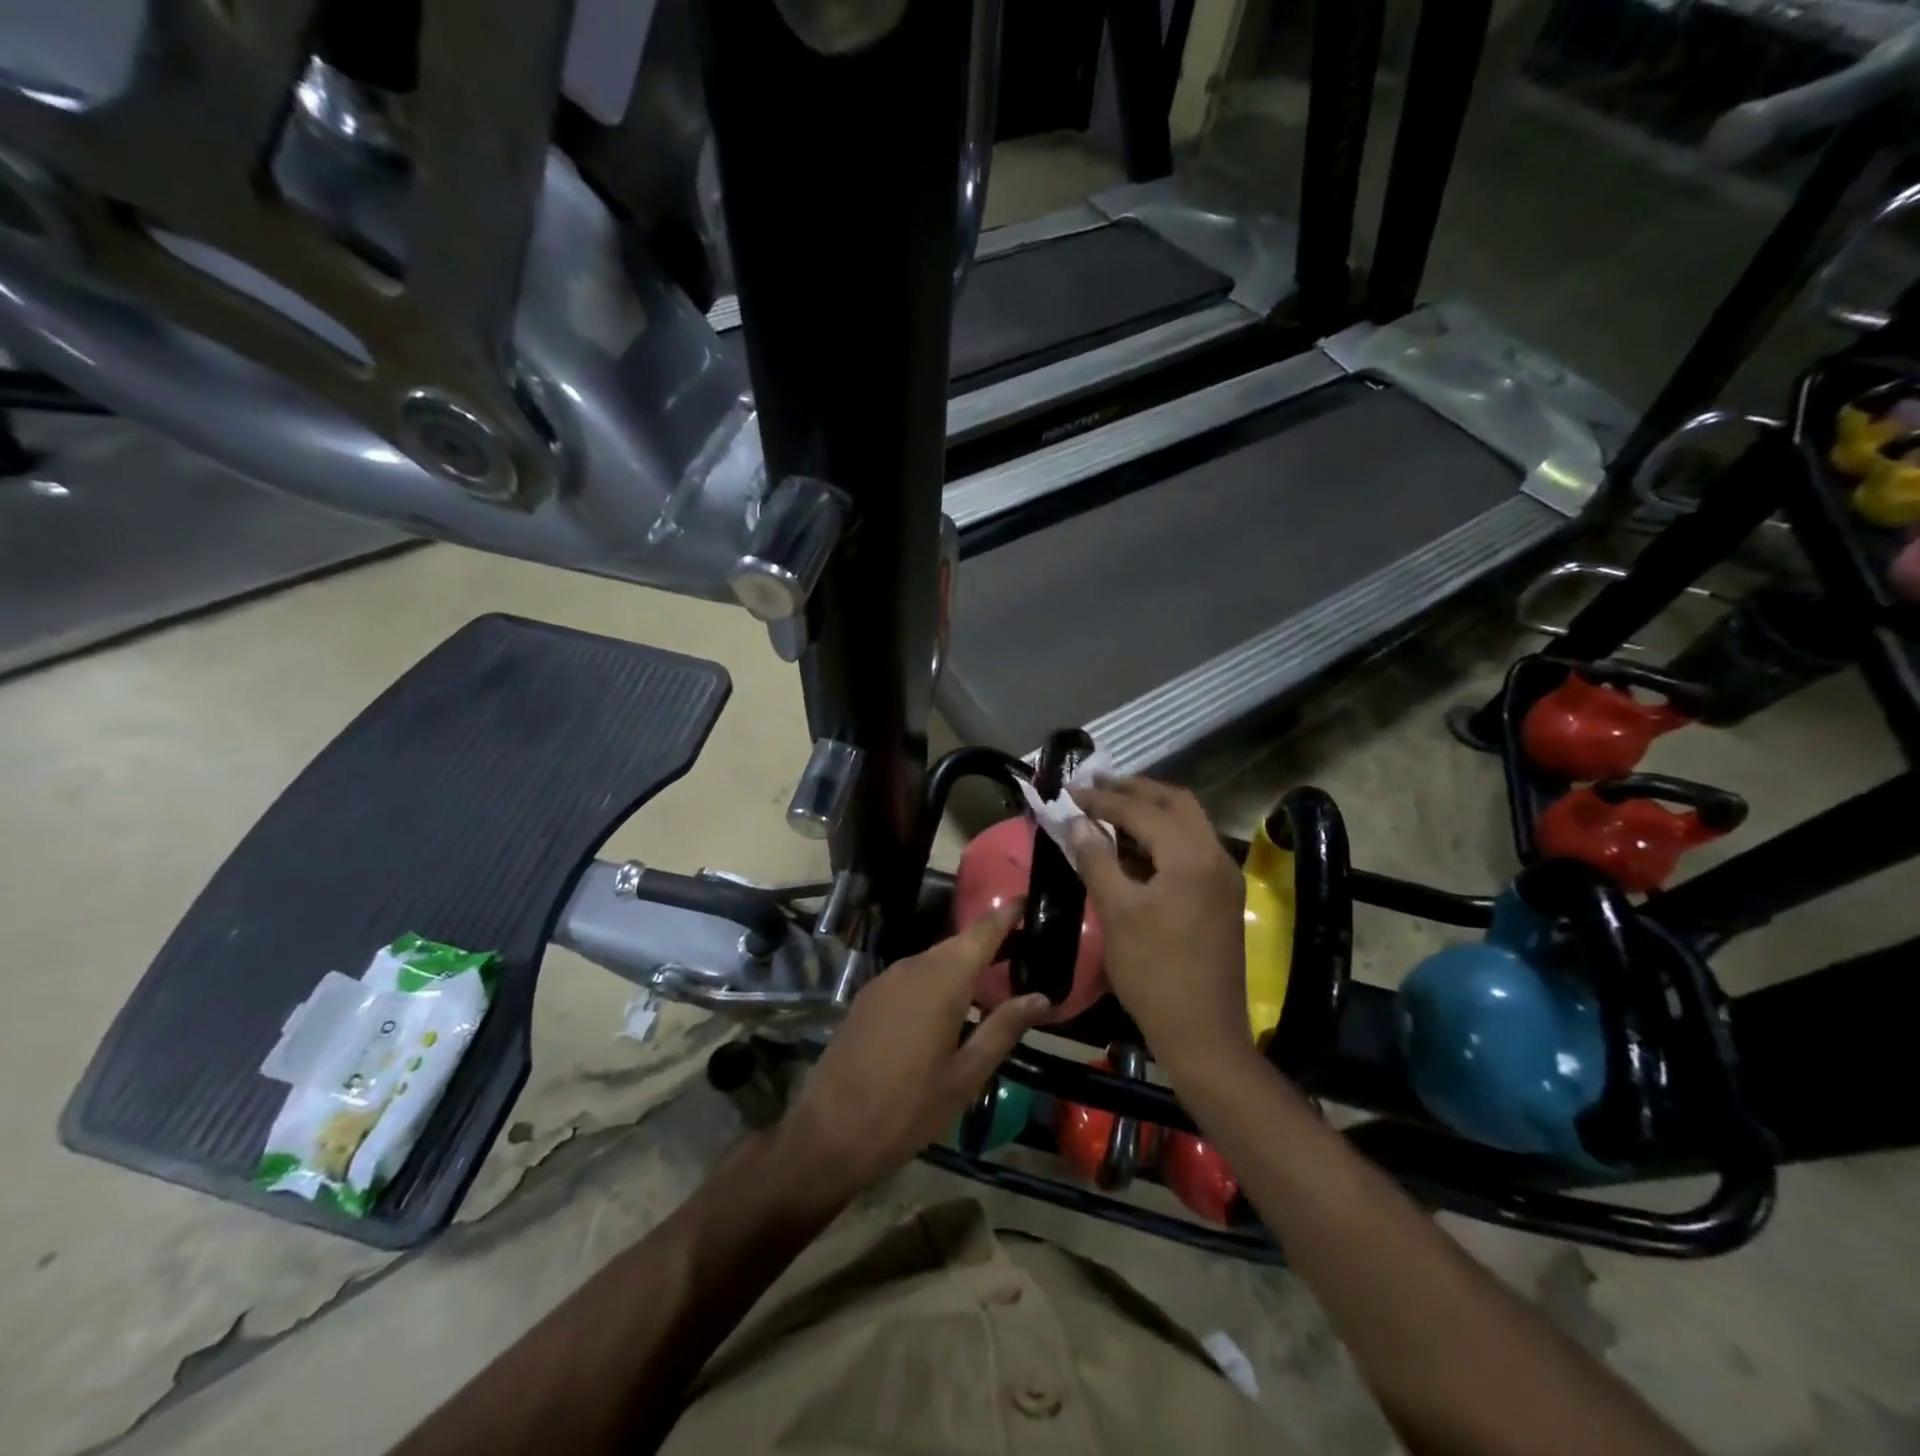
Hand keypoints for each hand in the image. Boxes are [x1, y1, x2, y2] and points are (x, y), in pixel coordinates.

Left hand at [783, 899, 1048, 1195]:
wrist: (829, 1132)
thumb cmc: (909, 1108)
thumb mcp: (966, 1075)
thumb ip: (1003, 1029)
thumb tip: (1041, 997)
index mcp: (943, 980)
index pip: (982, 932)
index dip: (1006, 913)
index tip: (1028, 899)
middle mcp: (913, 967)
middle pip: (958, 944)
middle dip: (989, 942)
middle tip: (1021, 950)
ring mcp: (885, 980)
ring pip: (933, 960)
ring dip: (962, 965)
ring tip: (991, 981)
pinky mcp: (868, 997)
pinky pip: (911, 977)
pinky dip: (936, 980)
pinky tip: (947, 1008)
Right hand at [1068, 777, 1249, 1077]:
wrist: (1203, 1033)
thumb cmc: (1154, 972)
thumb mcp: (1117, 912)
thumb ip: (1097, 859)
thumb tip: (1077, 822)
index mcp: (1191, 856)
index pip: (1142, 810)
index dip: (1103, 798)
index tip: (1070, 790)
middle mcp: (1215, 856)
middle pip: (1176, 803)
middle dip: (1134, 789)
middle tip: (1096, 784)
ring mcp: (1223, 877)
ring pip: (1187, 824)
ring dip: (1150, 810)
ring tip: (1109, 806)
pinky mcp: (1221, 897)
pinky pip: (1190, 848)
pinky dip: (1161, 837)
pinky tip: (1132, 845)